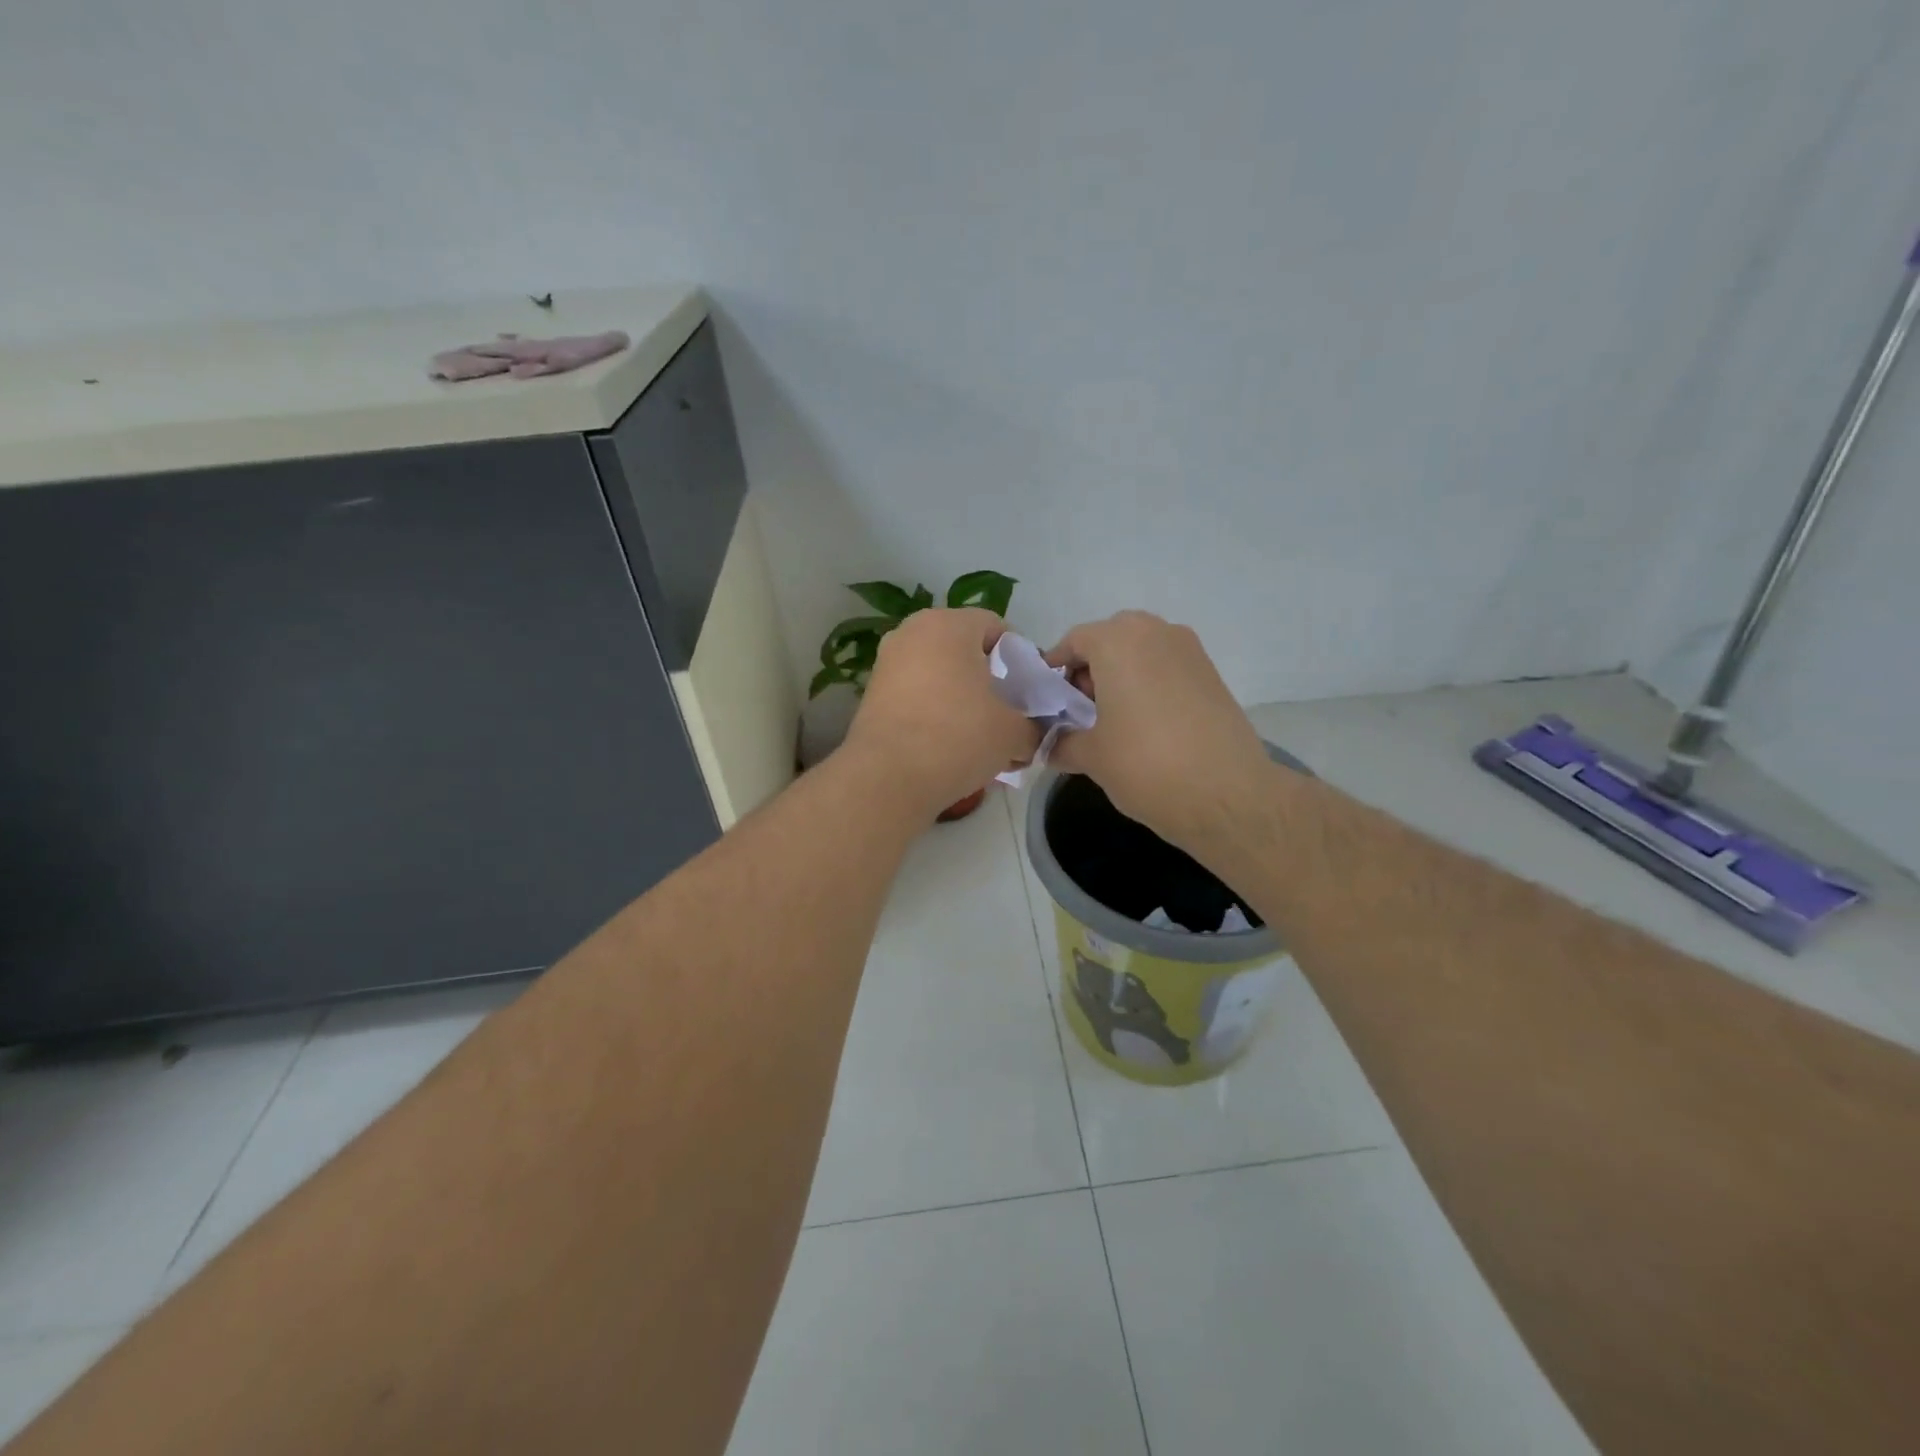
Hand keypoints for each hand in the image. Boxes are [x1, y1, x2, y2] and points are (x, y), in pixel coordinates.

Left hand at [843, 608, 1042, 817]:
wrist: (888, 778)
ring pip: (940, 676)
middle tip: (1007, 716)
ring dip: (963, 701)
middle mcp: (912, 633)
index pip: (997, 628)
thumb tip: (1032, 735)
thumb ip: (1033, 727)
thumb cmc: (958, 737)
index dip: (1020, 660)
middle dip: (989, 682)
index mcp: (949, 624)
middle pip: (965, 652)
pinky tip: (950, 747)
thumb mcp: (1014, 733)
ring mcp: (887, 663)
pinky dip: (936, 714)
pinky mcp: (872, 695)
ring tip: (980, 739)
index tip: (1028, 694)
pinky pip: (917, 696)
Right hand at [1044, 611, 1273, 848]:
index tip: (1046, 698)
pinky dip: (1149, 683)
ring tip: (1112, 718)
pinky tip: (1145, 723)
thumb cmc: (1146, 765)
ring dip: (1121, 674)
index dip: (1054, 668)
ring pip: (1142, 650)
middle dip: (1090, 668)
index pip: (1074, 641)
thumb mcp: (1092, 757)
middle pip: (1110, 639)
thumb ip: (1063, 744)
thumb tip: (1049, 747)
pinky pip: (1167, 666)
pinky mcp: (1212, 673)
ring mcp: (1189, 650)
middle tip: (1080, 708)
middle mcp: (1155, 633)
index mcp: (1118, 642)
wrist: (1227, 795)